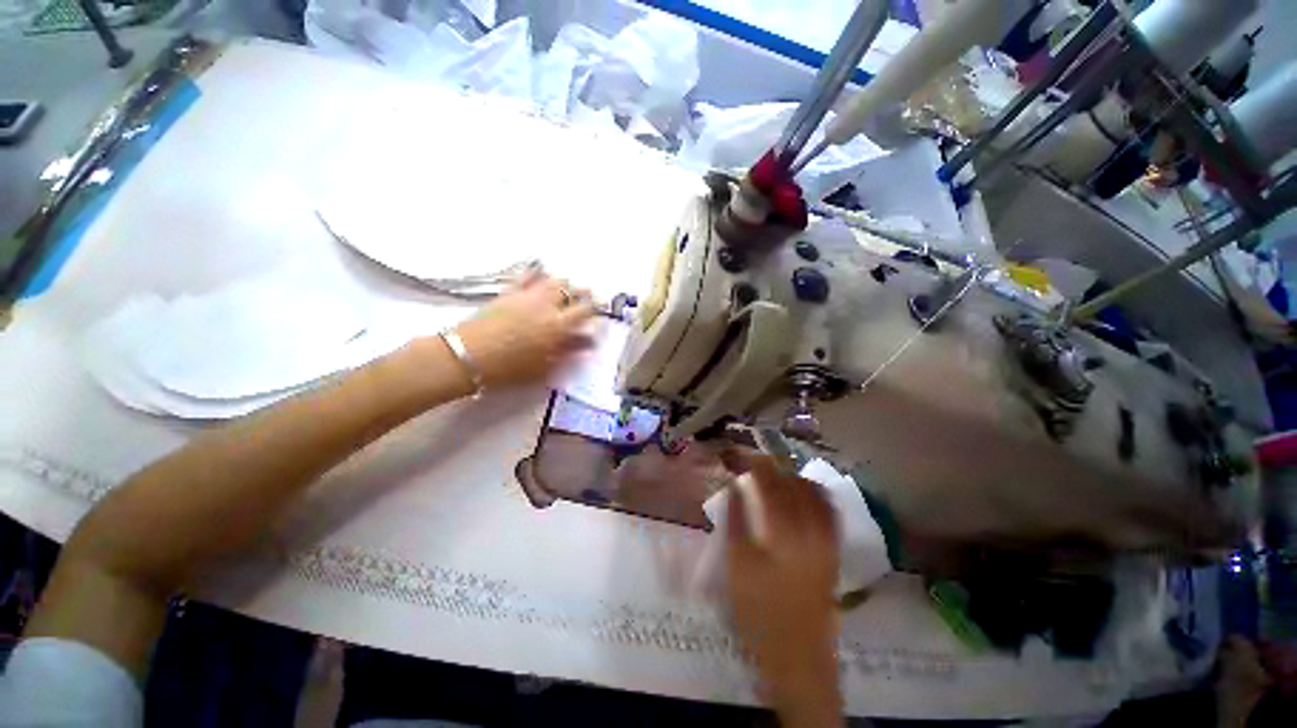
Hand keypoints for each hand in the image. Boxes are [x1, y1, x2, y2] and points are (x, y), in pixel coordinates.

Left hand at [453, 271, 595, 387]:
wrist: (469, 356)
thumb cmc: (511, 368)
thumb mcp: (545, 366)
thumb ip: (569, 351)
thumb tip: (588, 342)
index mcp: (558, 325)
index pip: (585, 310)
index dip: (596, 308)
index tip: (601, 309)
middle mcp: (546, 305)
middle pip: (571, 290)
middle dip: (583, 292)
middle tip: (588, 295)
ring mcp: (527, 296)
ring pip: (552, 280)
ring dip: (564, 282)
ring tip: (568, 286)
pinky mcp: (509, 292)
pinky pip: (526, 276)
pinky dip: (536, 273)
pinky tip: (540, 272)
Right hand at [721, 450, 842, 726]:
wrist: (798, 660)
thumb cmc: (760, 614)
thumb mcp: (738, 565)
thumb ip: (736, 519)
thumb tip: (734, 485)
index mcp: (785, 531)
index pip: (770, 483)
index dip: (753, 463)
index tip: (737, 454)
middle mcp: (812, 529)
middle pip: (794, 484)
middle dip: (772, 467)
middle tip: (752, 464)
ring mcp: (827, 541)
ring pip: (815, 494)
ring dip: (794, 478)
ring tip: (774, 476)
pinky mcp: (833, 553)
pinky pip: (829, 513)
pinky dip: (815, 496)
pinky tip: (802, 496)